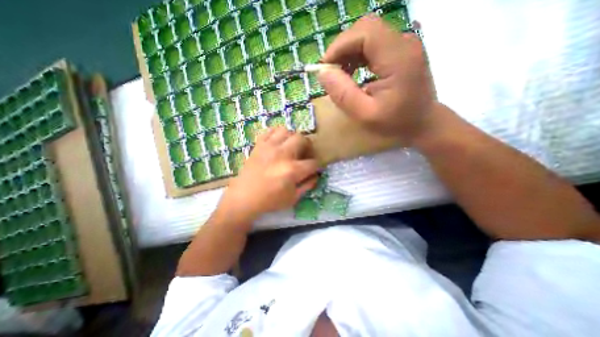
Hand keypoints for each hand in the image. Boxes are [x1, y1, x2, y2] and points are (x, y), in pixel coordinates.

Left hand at [219, 128, 320, 218]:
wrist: (244, 198)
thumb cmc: (270, 201)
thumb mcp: (293, 198)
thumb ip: (307, 186)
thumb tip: (316, 175)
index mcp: (293, 170)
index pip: (313, 163)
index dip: (317, 166)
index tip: (314, 168)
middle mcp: (282, 154)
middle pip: (302, 139)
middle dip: (308, 146)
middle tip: (305, 153)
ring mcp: (269, 148)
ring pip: (286, 131)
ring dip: (292, 137)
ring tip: (290, 146)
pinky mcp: (258, 146)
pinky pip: (269, 131)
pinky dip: (276, 134)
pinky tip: (277, 142)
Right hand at [318, 14, 435, 142]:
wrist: (423, 123)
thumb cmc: (395, 123)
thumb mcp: (364, 115)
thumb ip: (343, 94)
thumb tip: (322, 73)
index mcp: (398, 58)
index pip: (364, 32)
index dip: (339, 46)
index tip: (325, 68)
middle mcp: (404, 43)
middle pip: (365, 29)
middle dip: (342, 49)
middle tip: (331, 73)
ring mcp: (403, 45)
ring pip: (367, 35)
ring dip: (348, 53)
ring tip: (340, 76)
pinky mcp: (400, 51)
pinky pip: (373, 44)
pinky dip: (357, 56)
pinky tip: (352, 73)